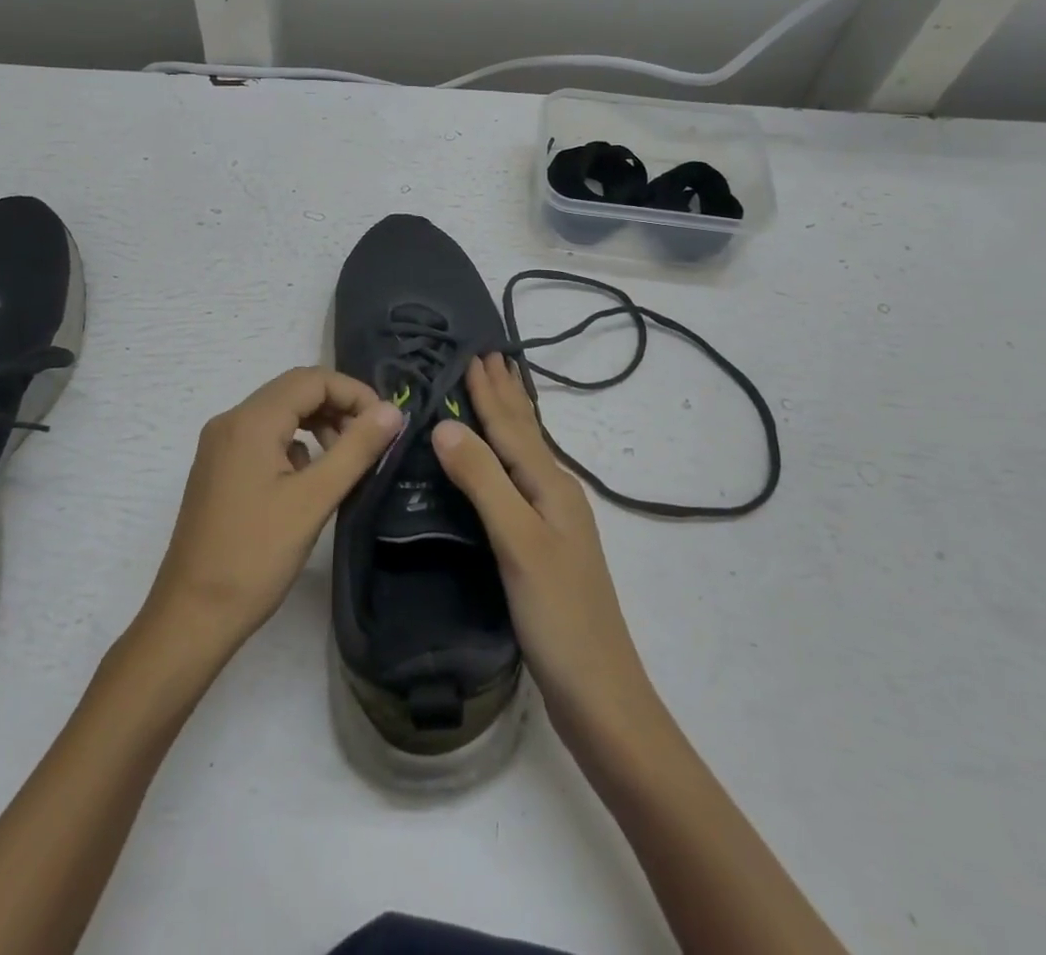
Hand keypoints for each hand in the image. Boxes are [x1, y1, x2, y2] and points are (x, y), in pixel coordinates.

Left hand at [144, 367, 402, 655]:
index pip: (311, 380)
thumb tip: (392, 410)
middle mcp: (230, 421)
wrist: (191, 615)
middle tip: (371, 441)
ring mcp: (219, 445)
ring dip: (317, 424)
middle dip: (337, 406)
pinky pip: (263, 437)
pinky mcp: (218, 469)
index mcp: (250, 421)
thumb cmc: (255, 557)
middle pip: (293, 391)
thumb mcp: (314, 500)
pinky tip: (309, 479)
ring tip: (346, 459)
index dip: (354, 392)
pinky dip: (294, 444)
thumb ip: (356, 449)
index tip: (385, 424)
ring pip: (278, 414)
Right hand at [431, 355, 657, 742]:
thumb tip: (445, 424)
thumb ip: (483, 481)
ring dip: (508, 421)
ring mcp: (553, 523)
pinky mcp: (543, 548)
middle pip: (526, 433)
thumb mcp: (518, 542)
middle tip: (489, 356)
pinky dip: (504, 458)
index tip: (475, 351)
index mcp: (551, 486)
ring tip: (494, 393)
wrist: (600, 695)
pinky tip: (501, 466)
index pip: (512, 426)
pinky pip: (519, 482)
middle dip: (505, 394)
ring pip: (525, 456)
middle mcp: (556, 495)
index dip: (490, 390)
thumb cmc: (559, 616)